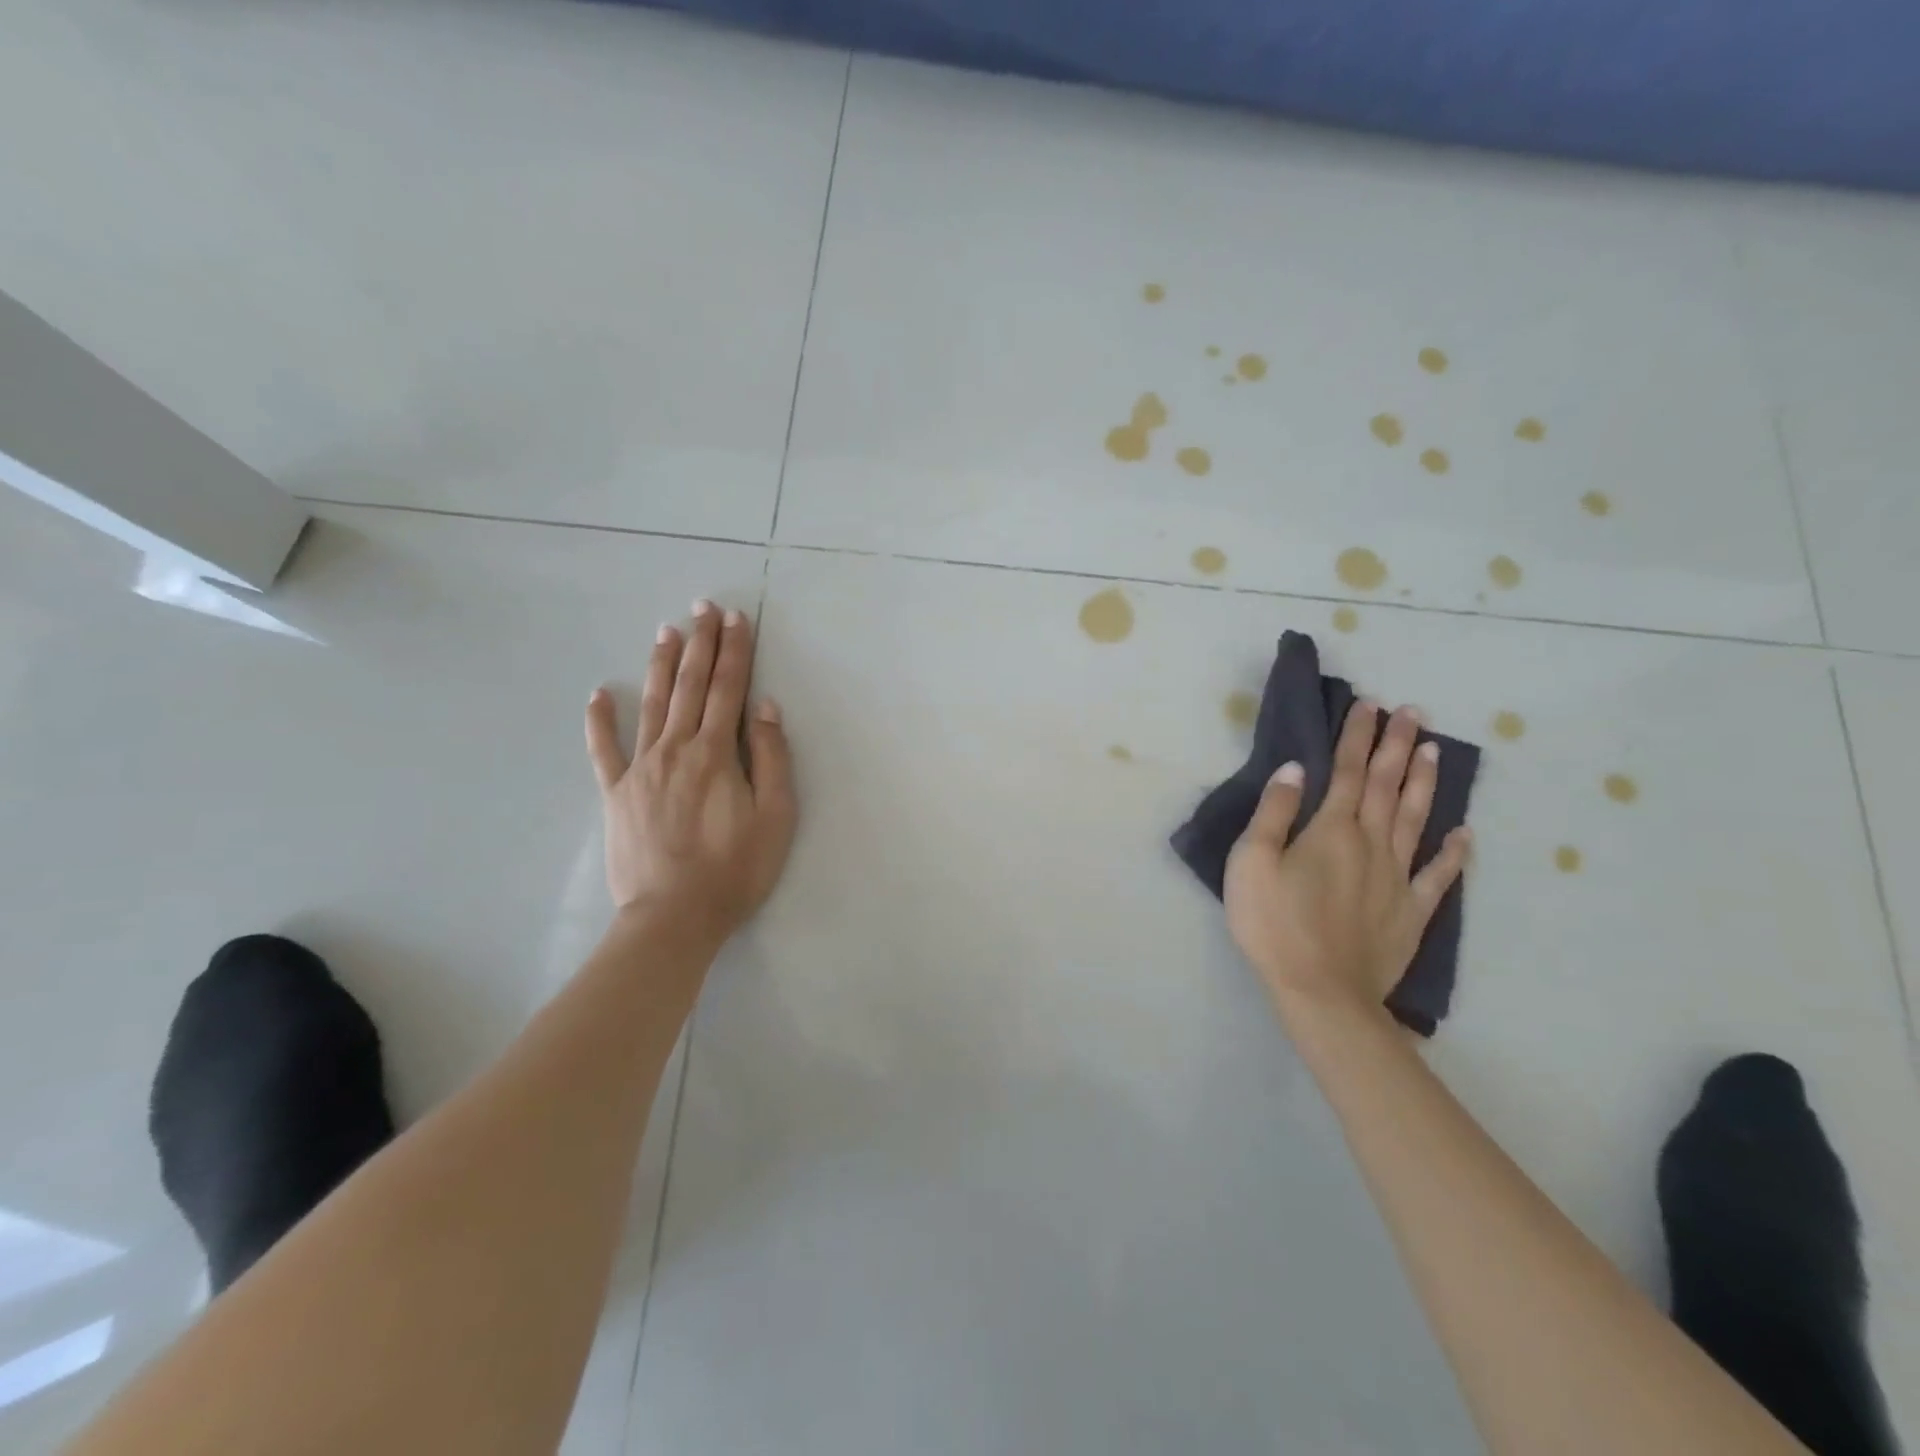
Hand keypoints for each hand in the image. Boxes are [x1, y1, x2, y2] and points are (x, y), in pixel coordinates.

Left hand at [584, 600, 797, 939]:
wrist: (674, 917)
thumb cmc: (735, 869)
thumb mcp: (775, 816)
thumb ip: (770, 758)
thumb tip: (764, 707)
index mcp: (716, 753)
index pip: (729, 689)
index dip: (735, 651)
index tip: (736, 618)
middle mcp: (676, 748)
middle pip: (692, 686)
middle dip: (701, 644)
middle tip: (703, 608)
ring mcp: (640, 768)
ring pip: (652, 704)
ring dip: (661, 665)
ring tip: (666, 631)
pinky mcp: (615, 793)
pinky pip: (603, 749)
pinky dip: (600, 720)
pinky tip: (599, 694)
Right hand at [1224, 700, 1469, 1021]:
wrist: (1320, 992)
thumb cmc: (1274, 923)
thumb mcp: (1250, 862)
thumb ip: (1274, 813)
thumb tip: (1295, 770)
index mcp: (1331, 830)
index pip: (1347, 771)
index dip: (1357, 736)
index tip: (1369, 705)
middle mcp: (1371, 844)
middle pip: (1386, 786)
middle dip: (1397, 746)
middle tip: (1413, 712)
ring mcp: (1398, 878)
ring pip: (1415, 819)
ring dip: (1424, 782)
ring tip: (1434, 750)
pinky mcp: (1412, 912)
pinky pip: (1438, 875)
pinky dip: (1453, 852)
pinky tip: (1463, 833)